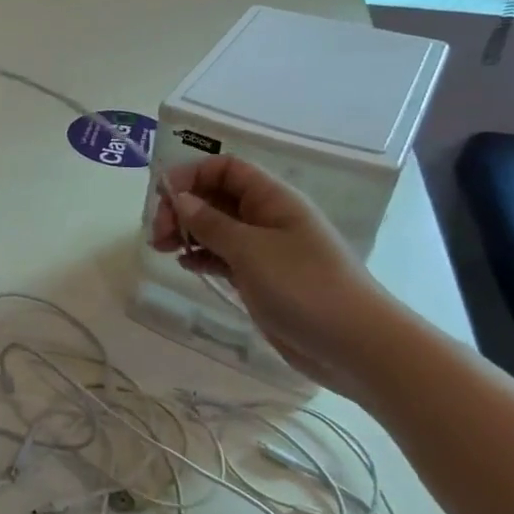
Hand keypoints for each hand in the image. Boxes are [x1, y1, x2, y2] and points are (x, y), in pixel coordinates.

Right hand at [151, 155, 401, 395]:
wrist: (354, 345)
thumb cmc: (304, 286)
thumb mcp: (250, 249)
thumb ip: (210, 223)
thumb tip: (179, 198)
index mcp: (272, 199)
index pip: (225, 168)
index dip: (192, 175)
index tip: (162, 197)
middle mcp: (267, 218)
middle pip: (215, 196)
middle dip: (182, 207)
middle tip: (158, 233)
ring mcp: (263, 249)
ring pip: (215, 228)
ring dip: (186, 232)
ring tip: (162, 248)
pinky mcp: (259, 278)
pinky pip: (222, 256)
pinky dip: (201, 256)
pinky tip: (184, 265)